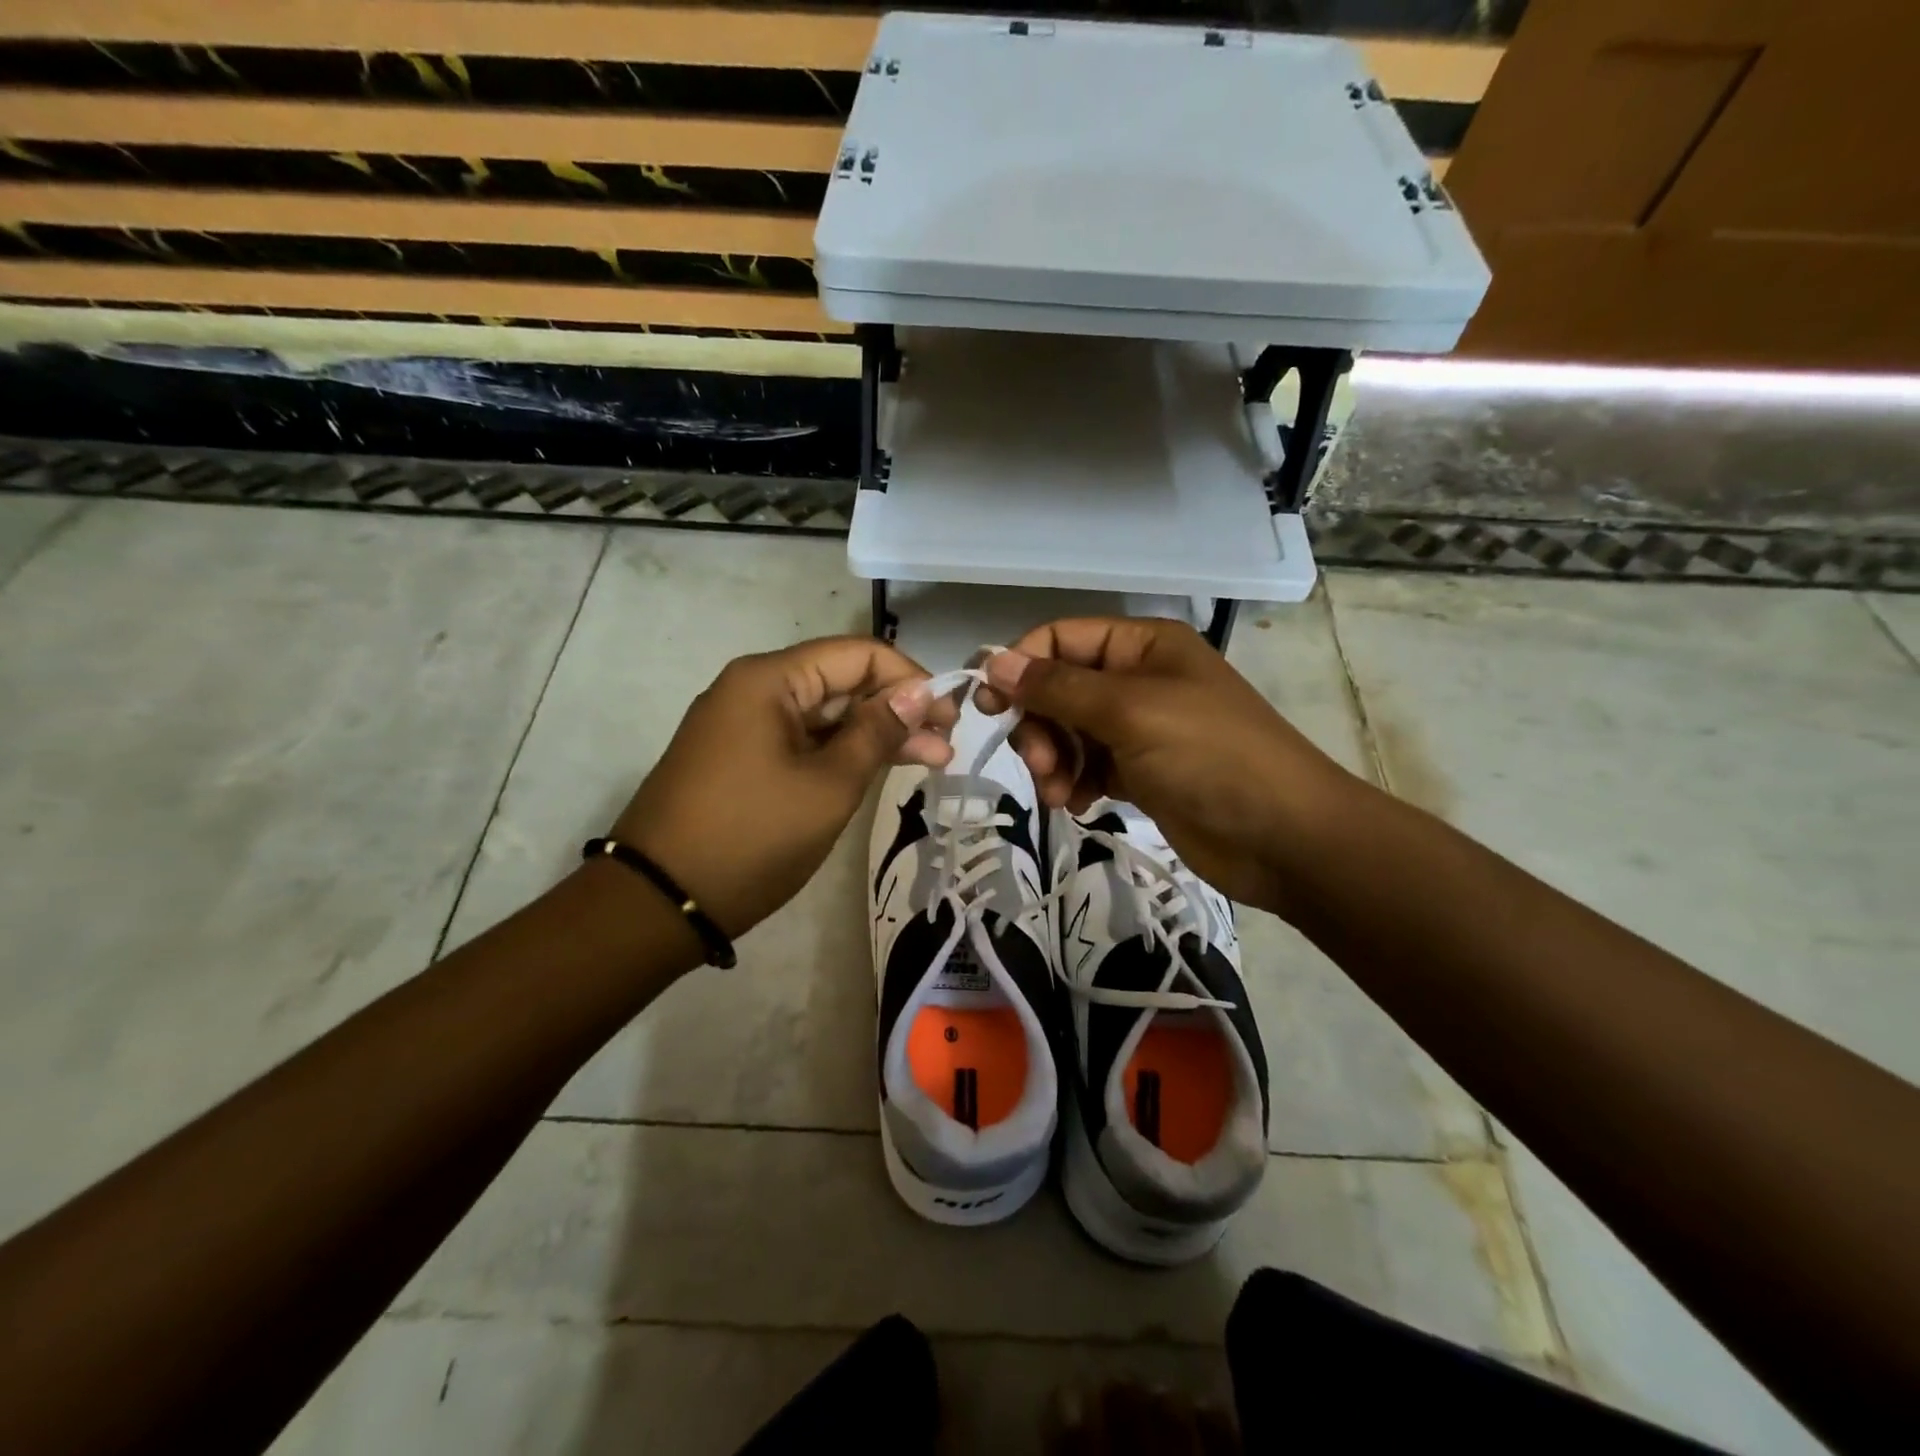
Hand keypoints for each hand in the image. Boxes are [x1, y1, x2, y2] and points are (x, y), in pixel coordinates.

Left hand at [611, 637, 955, 938]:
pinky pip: (802, 741)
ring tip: (931, 762)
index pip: (859, 654)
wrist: (660, 904)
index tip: (949, 716)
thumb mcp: (829, 785)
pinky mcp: (741, 758)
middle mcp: (754, 689)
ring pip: (825, 715)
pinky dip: (842, 754)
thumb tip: (921, 691)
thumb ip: (878, 732)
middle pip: (842, 682)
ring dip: (875, 735)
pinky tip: (880, 769)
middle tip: (946, 747)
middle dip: (898, 710)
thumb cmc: (752, 837)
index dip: (911, 679)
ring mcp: (744, 725)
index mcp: (770, 679)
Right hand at [977, 617, 1354, 913]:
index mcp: (1142, 646)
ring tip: (1059, 793)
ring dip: (1053, 760)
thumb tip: (993, 660)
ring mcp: (1139, 728)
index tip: (987, 704)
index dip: (1020, 666)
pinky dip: (1074, 783)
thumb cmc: (1209, 756)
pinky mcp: (1141, 772)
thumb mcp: (1130, 711)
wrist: (1283, 837)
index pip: (1060, 638)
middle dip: (1039, 724)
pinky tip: (1078, 804)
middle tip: (1039, 762)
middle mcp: (1137, 679)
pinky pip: (1087, 766)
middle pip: (1059, 688)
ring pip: (1068, 731)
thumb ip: (1058, 687)